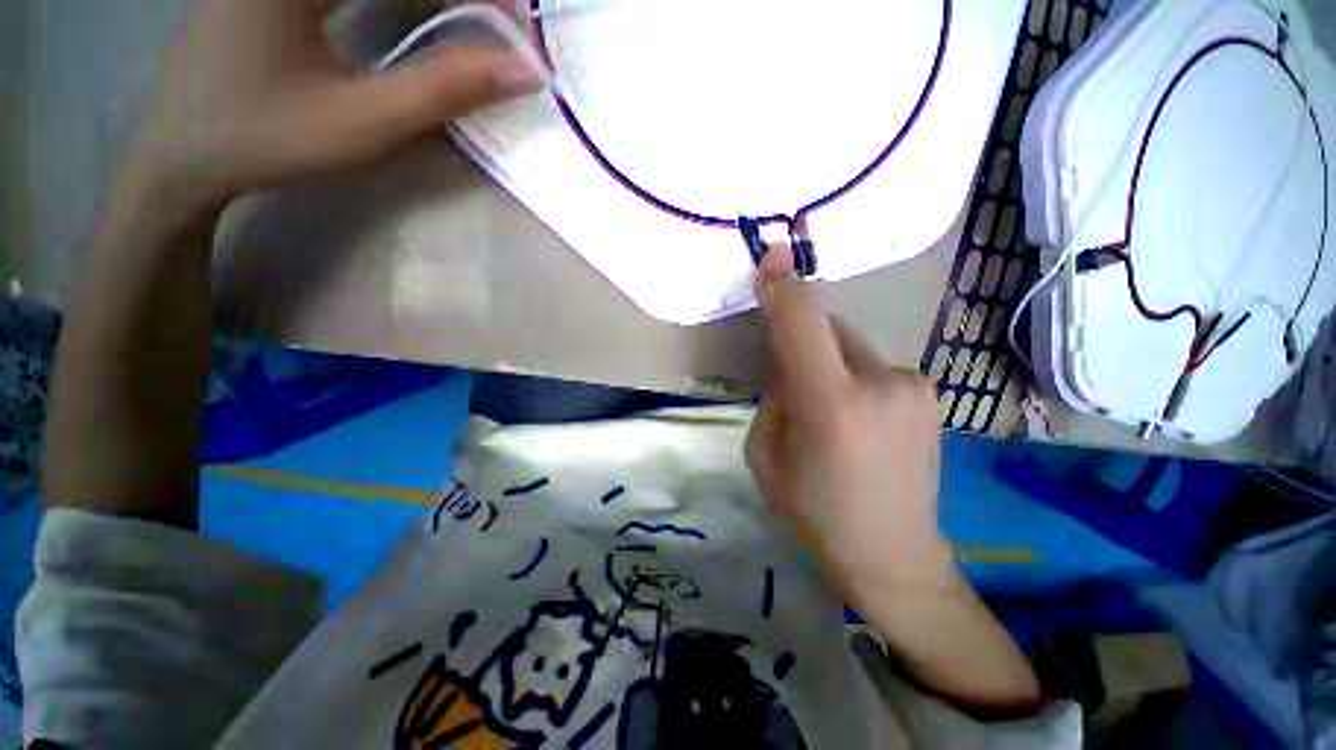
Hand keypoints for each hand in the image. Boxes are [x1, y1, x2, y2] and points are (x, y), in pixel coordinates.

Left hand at [131, 0, 539, 207]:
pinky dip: (403, 0)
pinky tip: (425, 16)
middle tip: (503, 30)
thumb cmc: (267, 139)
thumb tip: (521, 72)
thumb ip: (443, 90)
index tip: (520, 32)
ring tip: (475, 26)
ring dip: (435, 0)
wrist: (182, 149)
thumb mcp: (362, 124)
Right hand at [746, 246, 951, 599]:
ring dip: (829, 366)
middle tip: (798, 395)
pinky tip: (862, 422)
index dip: (785, 287)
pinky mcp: (931, 389)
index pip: (803, 326)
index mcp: (831, 406)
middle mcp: (880, 383)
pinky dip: (855, 379)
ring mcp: (914, 384)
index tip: (772, 255)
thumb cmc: (815, 514)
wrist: (894, 557)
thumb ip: (774, 397)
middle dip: (802, 348)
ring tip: (833, 418)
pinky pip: (873, 365)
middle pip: (826, 330)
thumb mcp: (764, 456)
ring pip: (849, 347)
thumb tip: (792, 366)